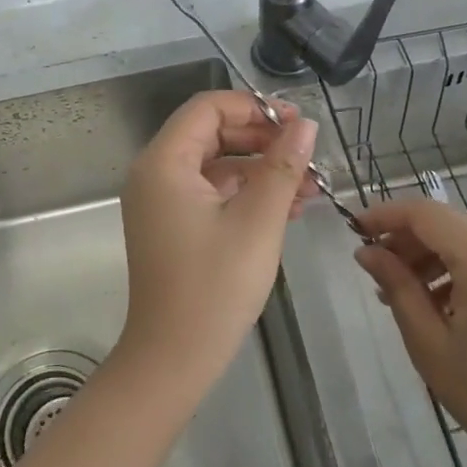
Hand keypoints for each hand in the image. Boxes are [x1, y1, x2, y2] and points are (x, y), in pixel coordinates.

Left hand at [116, 91, 318, 387]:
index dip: (254, 107)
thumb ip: (282, 167)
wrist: (173, 359)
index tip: (296, 122)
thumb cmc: (214, 286)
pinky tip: (288, 208)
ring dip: (261, 169)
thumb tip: (304, 124)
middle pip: (212, 133)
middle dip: (262, 139)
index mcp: (164, 162)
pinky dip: (246, 194)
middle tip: (307, 154)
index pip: (208, 108)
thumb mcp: (258, 221)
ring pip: (216, 164)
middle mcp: (155, 173)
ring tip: (311, 186)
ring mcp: (161, 201)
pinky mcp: (173, 224)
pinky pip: (211, 192)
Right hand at [355, 197, 466, 466]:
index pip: (424, 213)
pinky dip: (462, 271)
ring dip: (433, 259)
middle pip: (447, 224)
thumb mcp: (431, 345)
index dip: (384, 216)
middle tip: (376, 275)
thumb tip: (367, 252)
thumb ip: (397, 287)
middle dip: (407, 242)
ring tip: (406, 298)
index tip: (353, 231)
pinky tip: (444, 307)